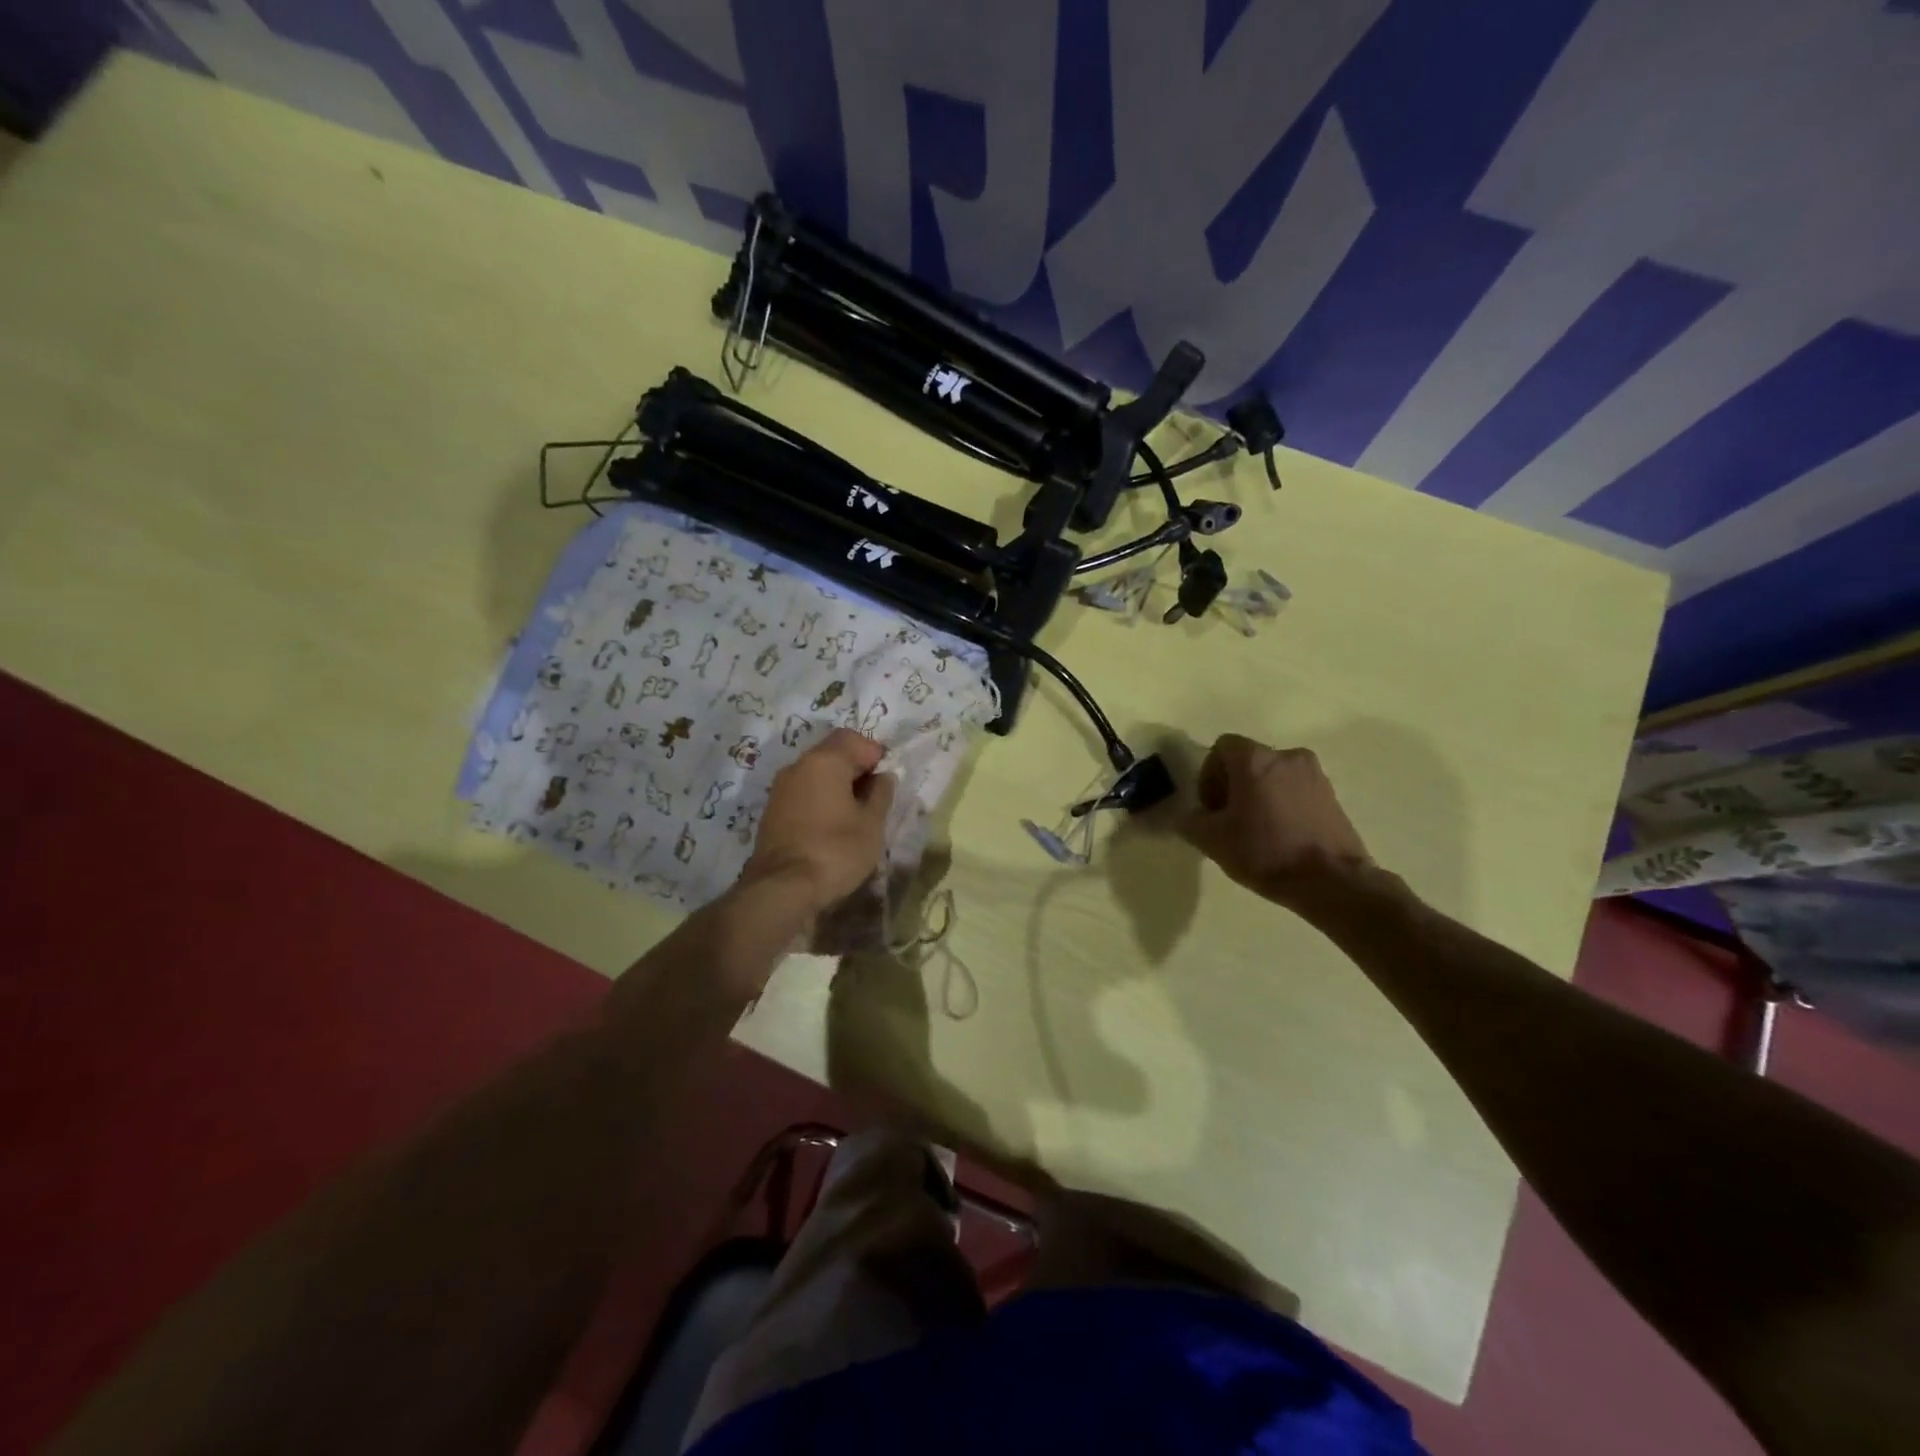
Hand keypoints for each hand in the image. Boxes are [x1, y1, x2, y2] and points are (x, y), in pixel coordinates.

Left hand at [742, 728, 896, 914]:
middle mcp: (798, 766)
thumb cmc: (836, 850)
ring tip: (855, 813)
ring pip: (815, 773)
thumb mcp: (872, 824)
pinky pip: (802, 792)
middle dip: (856, 768)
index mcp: (824, 761)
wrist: (782, 888)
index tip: (887, 779)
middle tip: (874, 796)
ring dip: (836, 784)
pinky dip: (819, 799)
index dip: (874, 753)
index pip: (853, 739)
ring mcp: (780, 788)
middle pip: (831, 752)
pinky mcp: (772, 811)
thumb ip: (881, 794)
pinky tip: (832, 824)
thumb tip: (883, 777)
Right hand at [1180, 734, 1376, 918]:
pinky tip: (1281, 836)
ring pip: (1273, 776)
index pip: (1221, 747)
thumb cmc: (1266, 853)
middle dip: (1233, 785)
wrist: (1332, 882)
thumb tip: (1189, 815)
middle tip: (1229, 820)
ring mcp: (1314, 774)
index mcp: (1255, 760)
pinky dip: (1283, 804)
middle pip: (1248, 760)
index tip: (1211, 807)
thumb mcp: (1212, 841)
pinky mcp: (1332, 795)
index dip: (1208, 774)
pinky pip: (1296, 790)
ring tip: (1257, 831)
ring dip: (1259, 794)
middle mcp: (1286, 756)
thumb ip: (1190, 821)